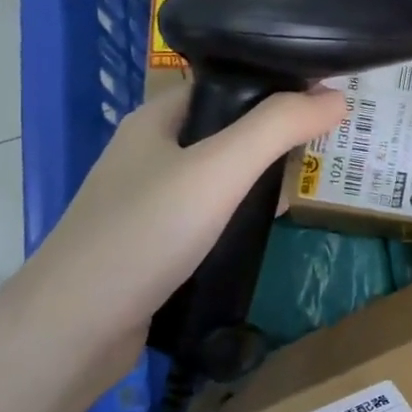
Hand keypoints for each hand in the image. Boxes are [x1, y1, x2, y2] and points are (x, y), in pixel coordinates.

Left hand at [21, 86, 346, 370]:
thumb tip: (337, 97)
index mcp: (156, 119)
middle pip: (226, 129)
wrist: (73, 329)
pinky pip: (210, 215)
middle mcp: (150, 153)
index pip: (225, 83)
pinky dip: (241, 215)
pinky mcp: (156, 244)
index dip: (274, 84)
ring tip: (309, 184)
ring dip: (261, 178)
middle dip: (275, 136)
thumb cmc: (144, 234)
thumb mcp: (218, 170)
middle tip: (328, 146)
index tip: (326, 98)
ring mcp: (150, 202)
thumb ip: (277, 128)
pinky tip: (267, 228)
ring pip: (219, 177)